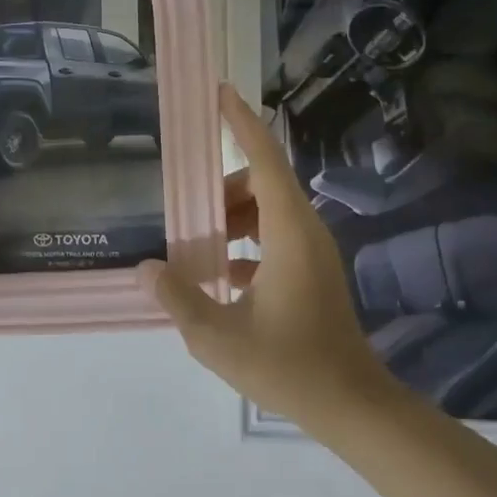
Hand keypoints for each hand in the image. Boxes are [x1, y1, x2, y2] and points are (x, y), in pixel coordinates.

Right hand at [139, 85, 394, 432]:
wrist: (349, 403)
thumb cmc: (288, 366)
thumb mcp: (218, 337)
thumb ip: (179, 298)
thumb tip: (146, 268)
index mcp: (289, 231)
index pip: (264, 159)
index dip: (241, 123)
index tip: (219, 93)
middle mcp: (305, 230)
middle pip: (262, 183)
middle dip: (221, 188)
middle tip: (185, 209)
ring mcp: (312, 251)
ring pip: (267, 210)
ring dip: (232, 218)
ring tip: (197, 245)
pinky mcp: (312, 271)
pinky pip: (274, 236)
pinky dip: (245, 241)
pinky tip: (219, 273)